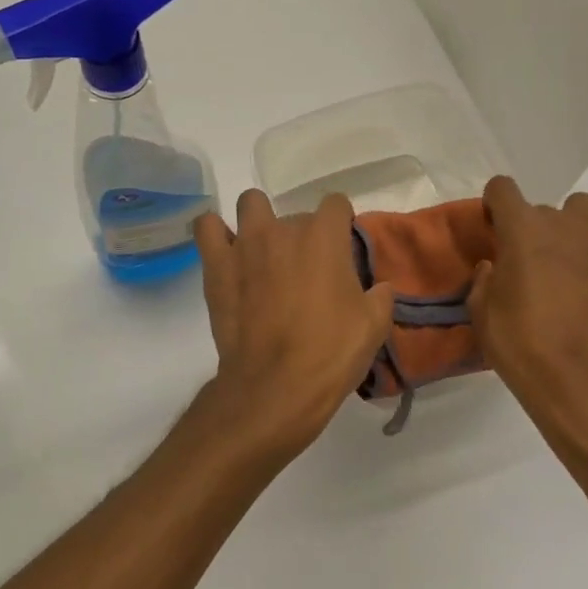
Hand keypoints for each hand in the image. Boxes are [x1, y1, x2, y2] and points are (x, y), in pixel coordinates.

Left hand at [195, 191, 393, 458]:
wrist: (276, 385)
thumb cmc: (330, 353)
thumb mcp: (374, 326)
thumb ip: (380, 296)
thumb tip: (379, 288)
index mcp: (325, 237)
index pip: (336, 203)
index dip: (341, 223)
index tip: (341, 250)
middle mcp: (284, 229)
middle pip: (295, 214)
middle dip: (302, 236)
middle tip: (305, 271)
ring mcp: (245, 243)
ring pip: (250, 203)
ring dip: (258, 221)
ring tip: (263, 252)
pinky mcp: (216, 264)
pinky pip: (207, 227)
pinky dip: (216, 234)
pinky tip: (226, 252)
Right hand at [468, 176, 587, 430]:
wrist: (582, 382)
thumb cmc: (521, 344)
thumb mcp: (481, 313)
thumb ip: (485, 279)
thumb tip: (496, 266)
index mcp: (523, 229)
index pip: (503, 188)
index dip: (495, 204)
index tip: (494, 229)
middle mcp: (566, 225)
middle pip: (545, 208)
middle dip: (535, 229)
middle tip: (530, 265)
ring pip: (586, 217)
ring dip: (572, 235)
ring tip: (567, 270)